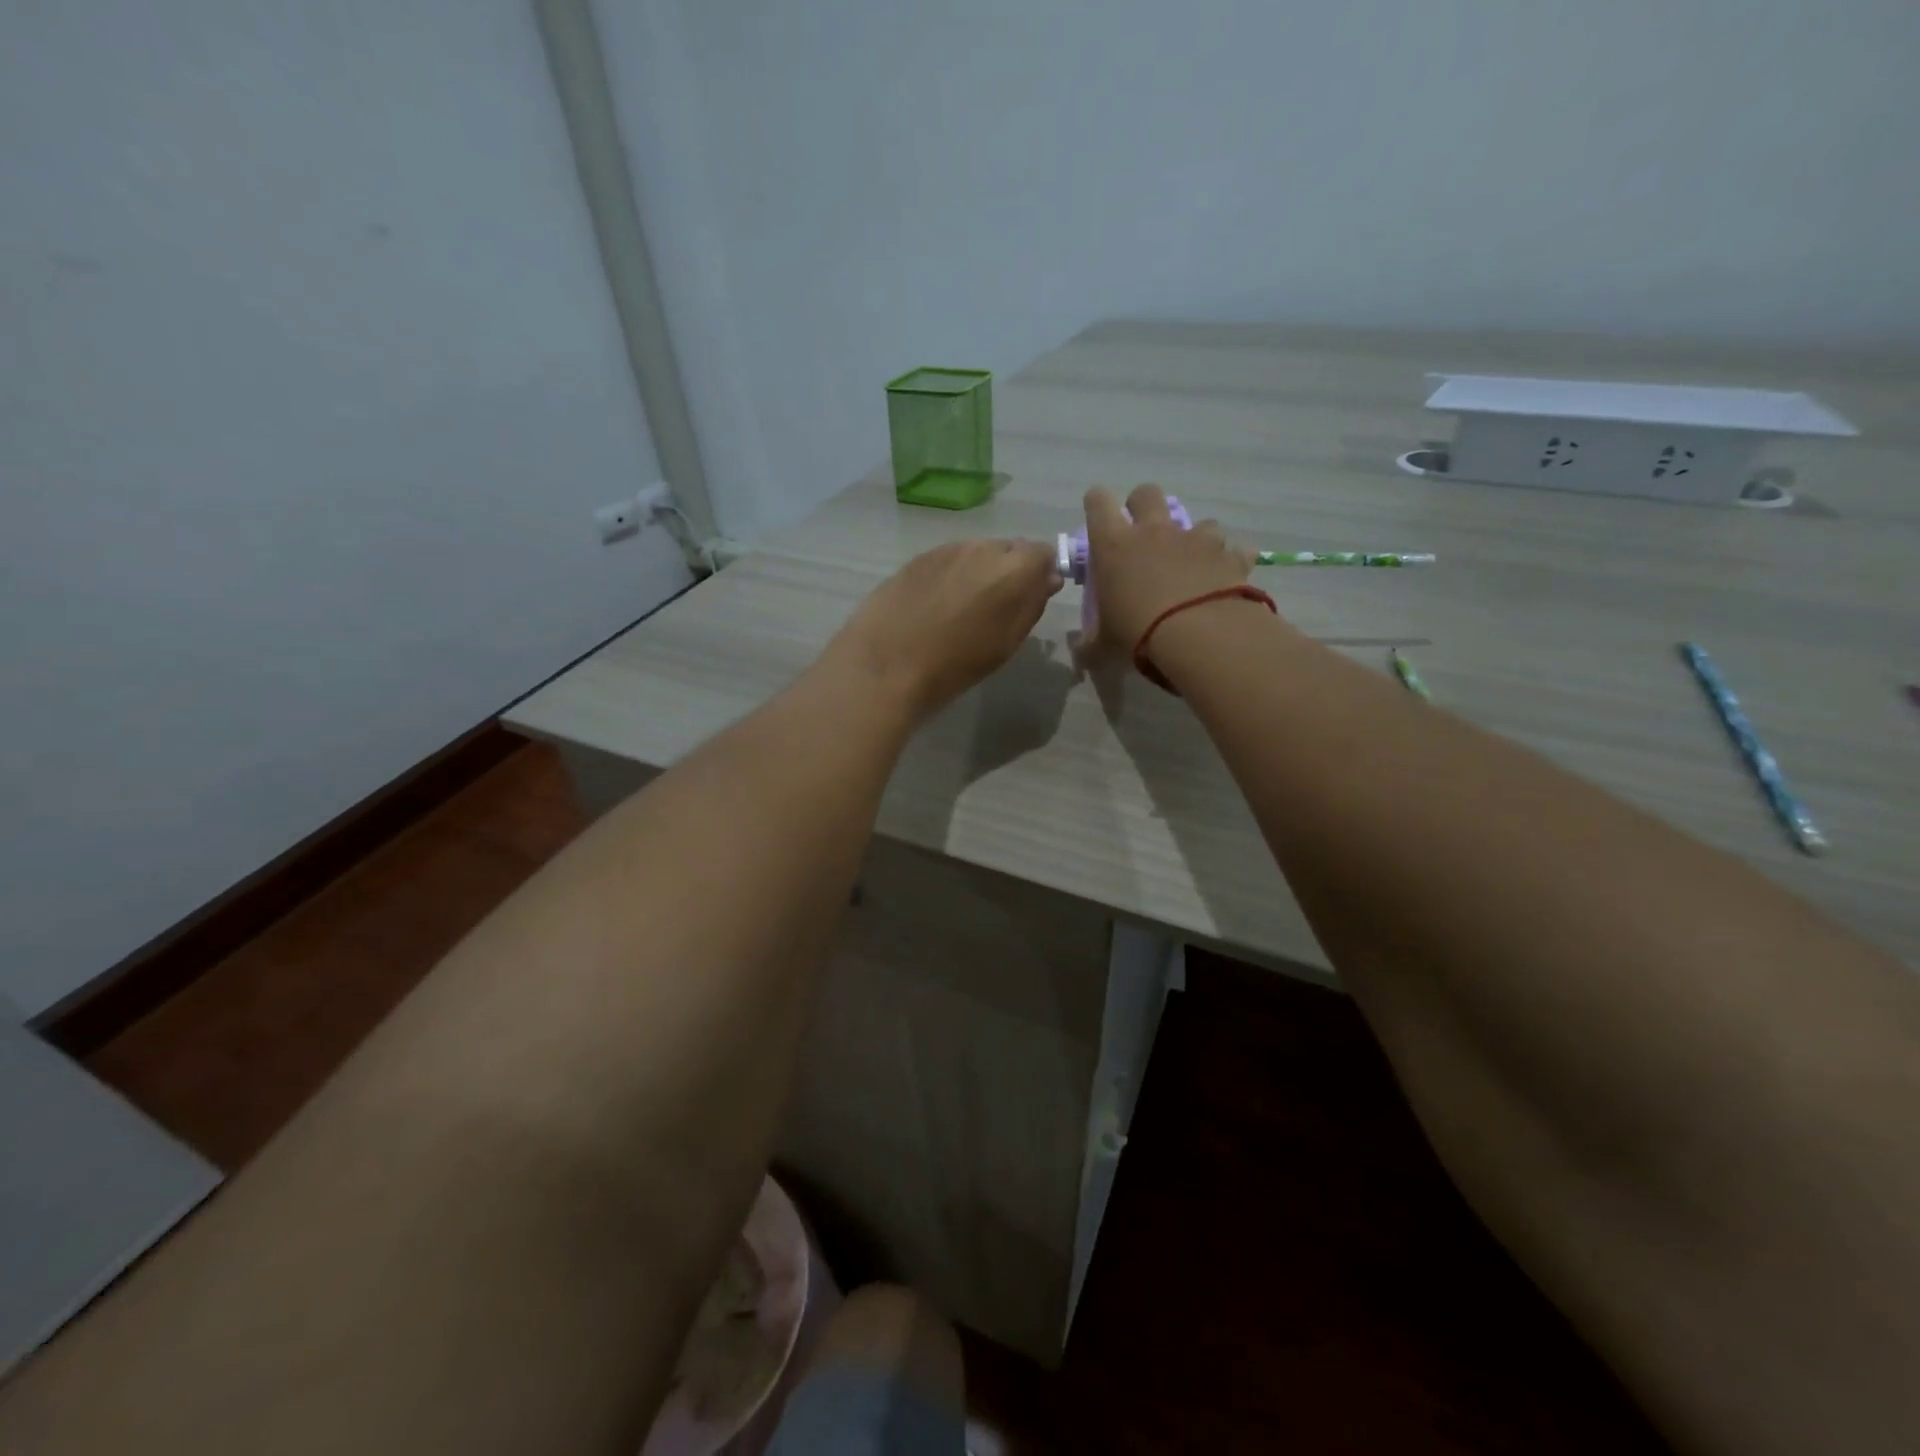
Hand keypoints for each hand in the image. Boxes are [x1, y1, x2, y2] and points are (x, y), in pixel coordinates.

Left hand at [825, 538, 1063, 720]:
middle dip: (1010, 571)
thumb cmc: (957, 663)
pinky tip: (936, 604)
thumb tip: (1046, 579)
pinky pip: (948, 559)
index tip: (1032, 596)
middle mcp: (983, 547)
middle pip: (1009, 549)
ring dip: (979, 572)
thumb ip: (1032, 603)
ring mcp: (948, 548)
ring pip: (977, 553)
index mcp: (1014, 568)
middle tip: (997, 607)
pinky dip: (951, 576)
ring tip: (963, 608)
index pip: (1043, 552)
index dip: (1041, 573)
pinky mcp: (918, 557)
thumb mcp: (1007, 642)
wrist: (888, 662)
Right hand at [1084, 485, 1258, 654]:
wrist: (1199, 637)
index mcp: (1114, 545)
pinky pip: (1235, 550)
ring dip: (1195, 539)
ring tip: (1193, 564)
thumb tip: (1082, 651)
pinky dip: (1230, 561)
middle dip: (1143, 506)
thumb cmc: (1137, 634)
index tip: (1098, 517)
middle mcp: (1154, 531)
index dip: (1096, 504)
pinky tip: (1228, 578)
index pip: (1098, 502)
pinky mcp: (1229, 555)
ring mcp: (1196, 539)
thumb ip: (1091, 643)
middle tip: (1143, 535)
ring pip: (1198, 521)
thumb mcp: (1104, 644)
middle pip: (1147, 493)